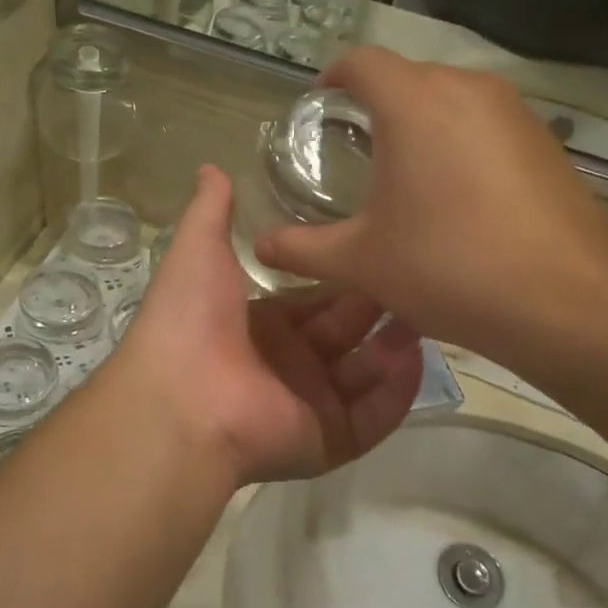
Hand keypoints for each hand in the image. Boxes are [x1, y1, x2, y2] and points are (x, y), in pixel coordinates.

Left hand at [119, 166, 423, 485]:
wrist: (180, 400)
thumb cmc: (190, 320)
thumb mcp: (197, 250)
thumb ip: (210, 211)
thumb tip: (211, 166)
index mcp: (259, 325)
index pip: (313, 300)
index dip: (345, 279)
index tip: (381, 251)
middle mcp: (286, 365)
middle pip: (345, 333)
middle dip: (379, 309)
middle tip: (418, 279)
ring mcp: (308, 405)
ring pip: (364, 374)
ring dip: (395, 347)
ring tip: (428, 314)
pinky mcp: (327, 441)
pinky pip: (373, 417)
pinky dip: (397, 392)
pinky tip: (417, 359)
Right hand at [254, 49, 607, 350]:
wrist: (566, 300)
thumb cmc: (448, 267)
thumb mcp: (362, 261)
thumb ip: (303, 248)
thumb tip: (259, 245)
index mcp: (414, 102)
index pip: (361, 61)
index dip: (333, 78)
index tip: (319, 107)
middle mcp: (466, 89)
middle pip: (408, 77)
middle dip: (377, 105)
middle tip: (357, 152)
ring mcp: (514, 112)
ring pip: (452, 100)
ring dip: (423, 124)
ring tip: (408, 177)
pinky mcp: (546, 141)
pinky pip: (488, 125)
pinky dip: (463, 144)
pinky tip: (462, 198)